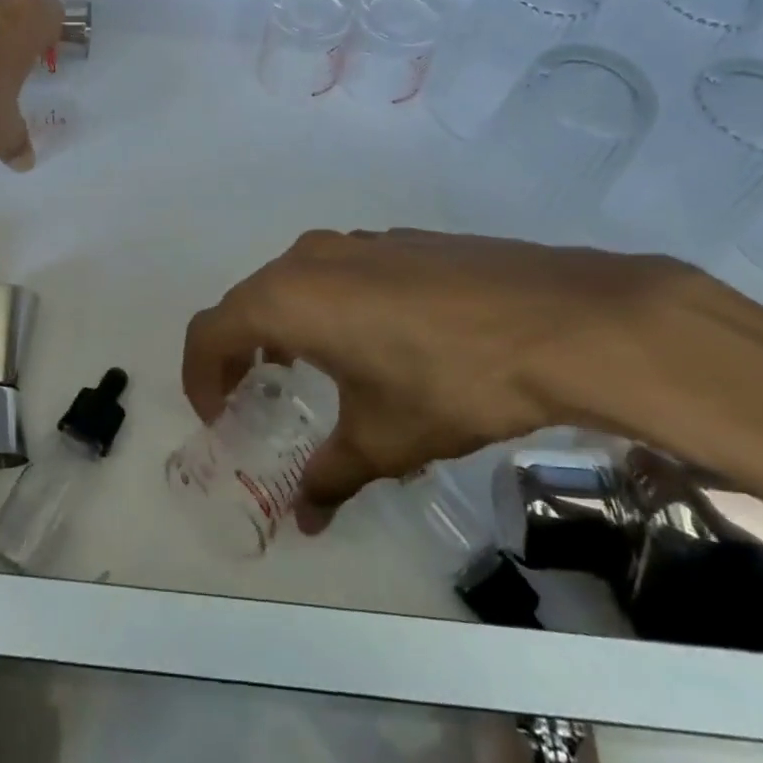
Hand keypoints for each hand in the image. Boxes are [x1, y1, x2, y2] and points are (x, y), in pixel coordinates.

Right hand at [181, 229, 699, 531]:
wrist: (561, 320)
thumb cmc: (450, 380)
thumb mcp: (383, 440)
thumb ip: (330, 478)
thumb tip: (304, 521)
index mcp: (288, 298)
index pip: (210, 331)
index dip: (201, 376)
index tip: (218, 416)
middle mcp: (311, 258)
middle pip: (248, 301)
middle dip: (239, 351)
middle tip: (254, 396)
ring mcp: (359, 241)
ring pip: (295, 281)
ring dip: (284, 324)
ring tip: (310, 369)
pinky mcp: (401, 240)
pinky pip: (341, 271)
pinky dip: (329, 305)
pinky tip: (376, 342)